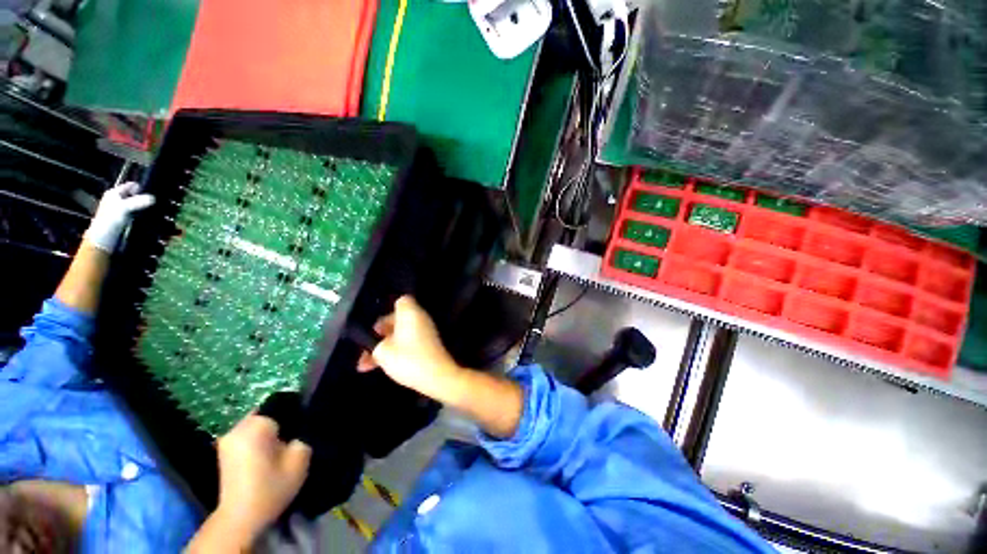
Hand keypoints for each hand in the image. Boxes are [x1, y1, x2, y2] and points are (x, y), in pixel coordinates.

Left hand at [84, 181, 154, 251]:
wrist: (104, 237)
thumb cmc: (111, 219)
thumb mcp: (125, 208)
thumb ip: (139, 202)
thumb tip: (153, 198)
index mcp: (114, 193)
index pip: (130, 186)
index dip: (140, 188)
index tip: (150, 192)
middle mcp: (117, 199)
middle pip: (133, 195)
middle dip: (143, 198)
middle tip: (153, 201)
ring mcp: (120, 209)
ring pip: (135, 204)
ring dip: (143, 207)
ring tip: (152, 209)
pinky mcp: (124, 218)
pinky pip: (136, 212)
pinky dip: (141, 213)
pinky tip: (146, 216)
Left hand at [212, 415, 311, 546]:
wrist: (240, 518)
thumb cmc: (271, 486)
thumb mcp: (300, 458)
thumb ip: (306, 432)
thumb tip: (308, 420)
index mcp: (257, 424)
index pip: (283, 403)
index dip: (298, 410)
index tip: (306, 423)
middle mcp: (238, 426)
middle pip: (268, 412)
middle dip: (283, 419)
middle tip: (296, 435)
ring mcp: (227, 439)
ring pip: (258, 424)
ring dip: (271, 430)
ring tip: (283, 445)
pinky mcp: (223, 451)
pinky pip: (248, 434)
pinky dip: (259, 439)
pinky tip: (269, 453)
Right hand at [357, 295, 463, 402]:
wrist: (437, 376)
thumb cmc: (408, 359)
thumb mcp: (383, 353)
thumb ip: (375, 345)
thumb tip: (378, 344)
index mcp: (410, 312)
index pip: (400, 301)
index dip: (386, 311)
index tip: (374, 328)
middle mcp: (420, 318)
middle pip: (398, 319)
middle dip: (381, 334)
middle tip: (366, 349)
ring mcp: (427, 331)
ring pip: (402, 334)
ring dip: (386, 346)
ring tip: (367, 365)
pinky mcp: (430, 344)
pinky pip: (410, 342)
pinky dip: (398, 350)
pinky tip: (384, 366)